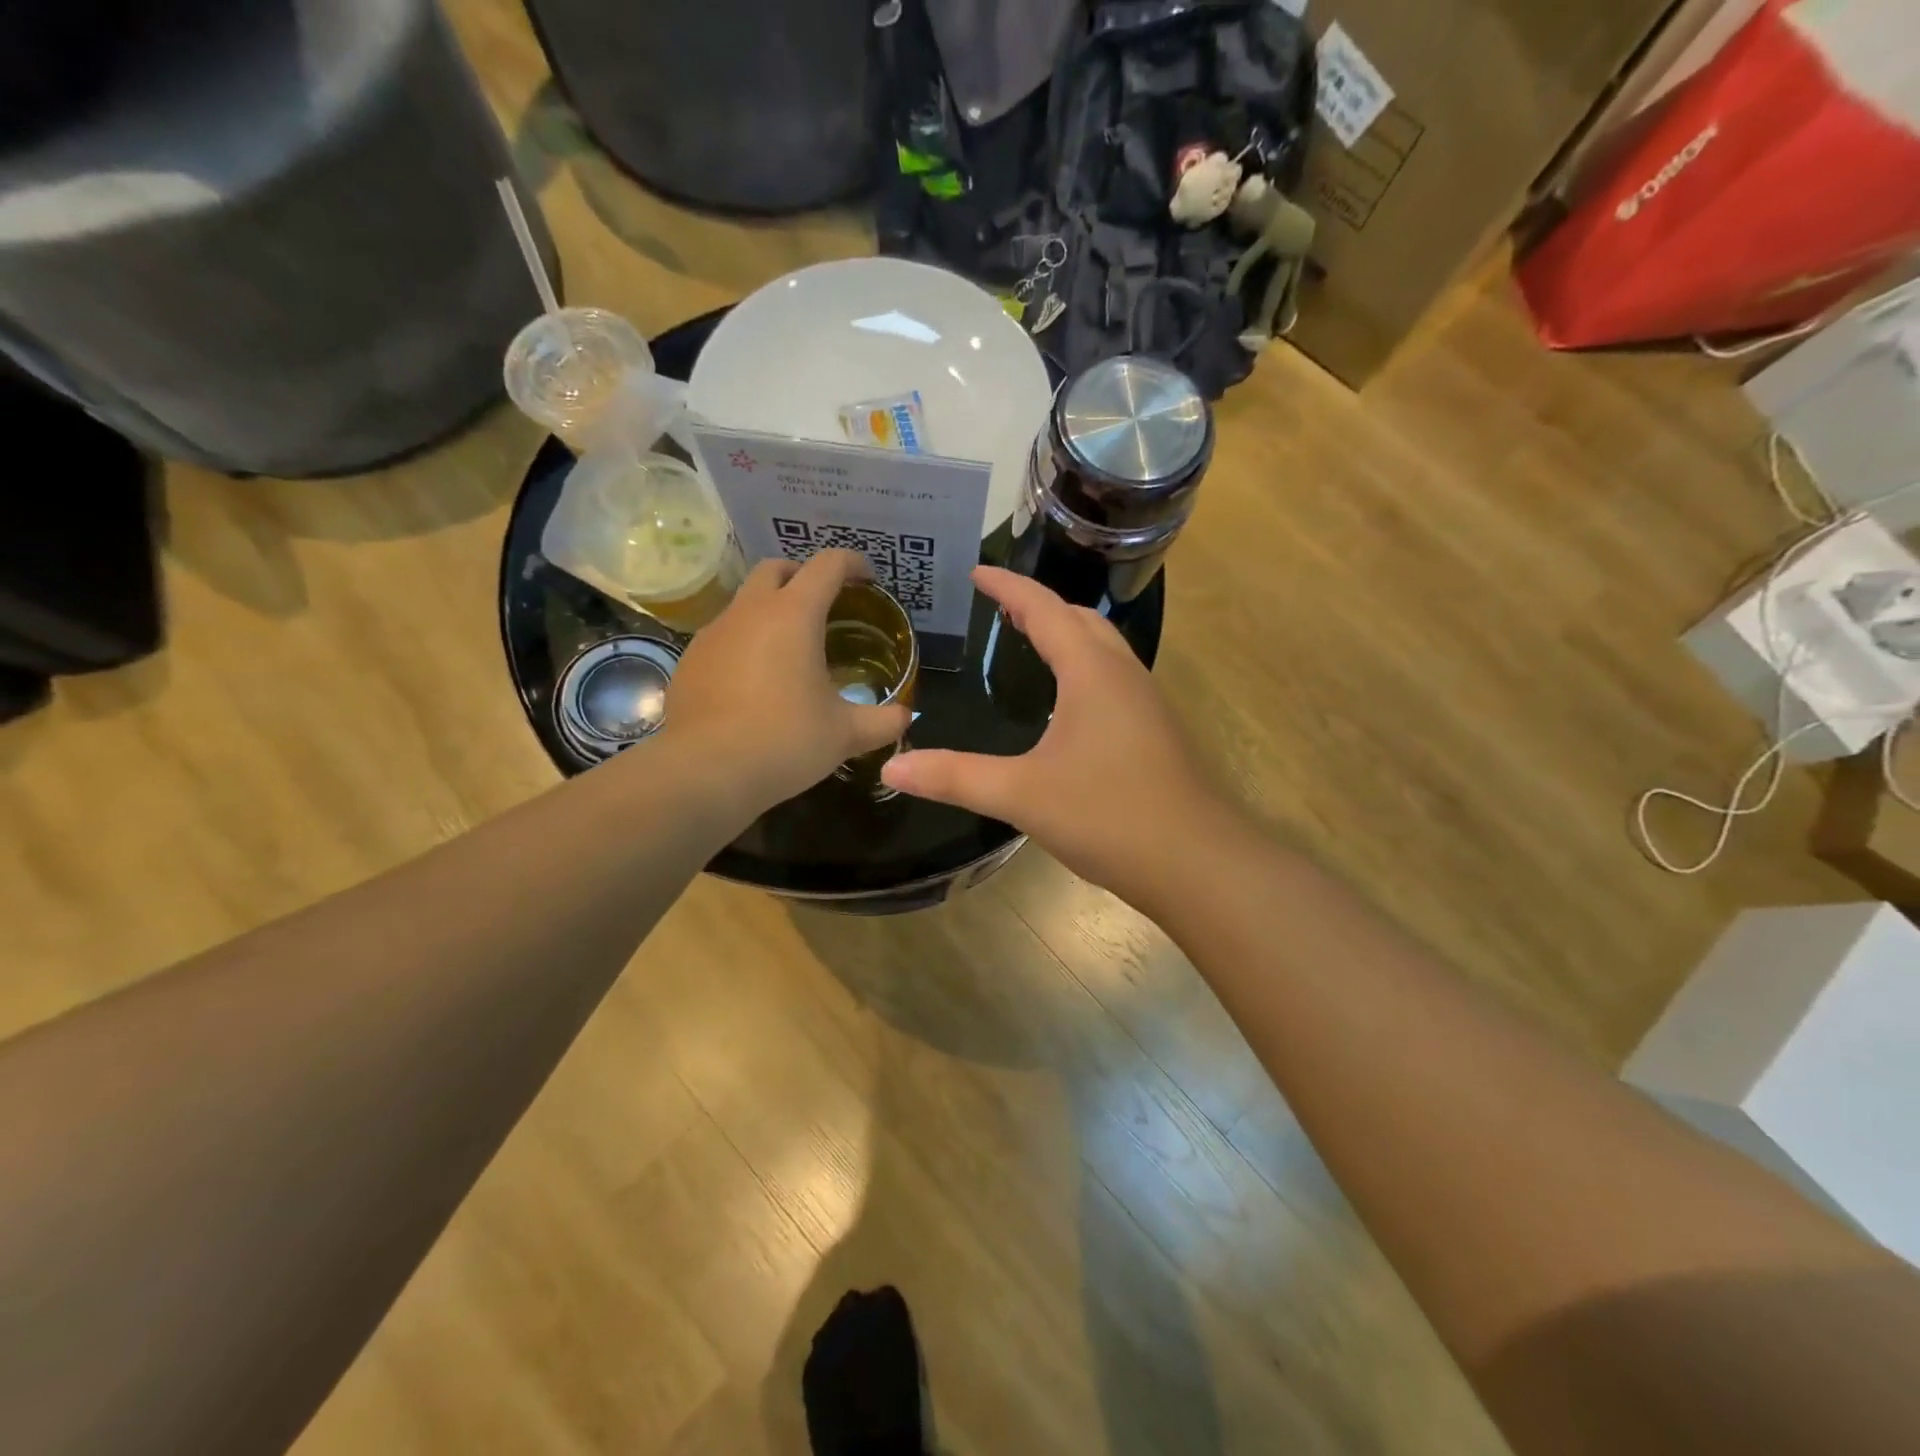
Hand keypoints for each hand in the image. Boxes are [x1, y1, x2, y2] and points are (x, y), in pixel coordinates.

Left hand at [660, 550, 910, 813]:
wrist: (705, 772)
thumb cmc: (785, 741)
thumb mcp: (846, 735)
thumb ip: (883, 721)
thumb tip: (905, 717)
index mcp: (793, 615)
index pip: (827, 565)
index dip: (852, 564)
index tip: (867, 579)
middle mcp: (749, 612)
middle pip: (776, 569)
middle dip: (803, 576)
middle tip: (825, 606)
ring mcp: (713, 634)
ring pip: (745, 602)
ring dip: (770, 611)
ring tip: (790, 650)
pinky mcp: (689, 661)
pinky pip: (723, 637)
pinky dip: (745, 643)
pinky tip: (755, 682)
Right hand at [881, 567, 1238, 913]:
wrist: (1195, 861)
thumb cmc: (1108, 816)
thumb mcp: (1022, 795)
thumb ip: (955, 778)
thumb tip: (892, 768)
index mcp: (1091, 672)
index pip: (1044, 609)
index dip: (1008, 587)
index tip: (976, 571)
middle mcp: (1122, 674)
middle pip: (1080, 619)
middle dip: (1039, 604)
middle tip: (999, 606)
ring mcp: (1145, 702)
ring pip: (1102, 646)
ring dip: (1066, 632)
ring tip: (1029, 640)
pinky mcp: (1154, 730)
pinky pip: (1112, 676)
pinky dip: (1083, 665)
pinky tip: (1066, 701)